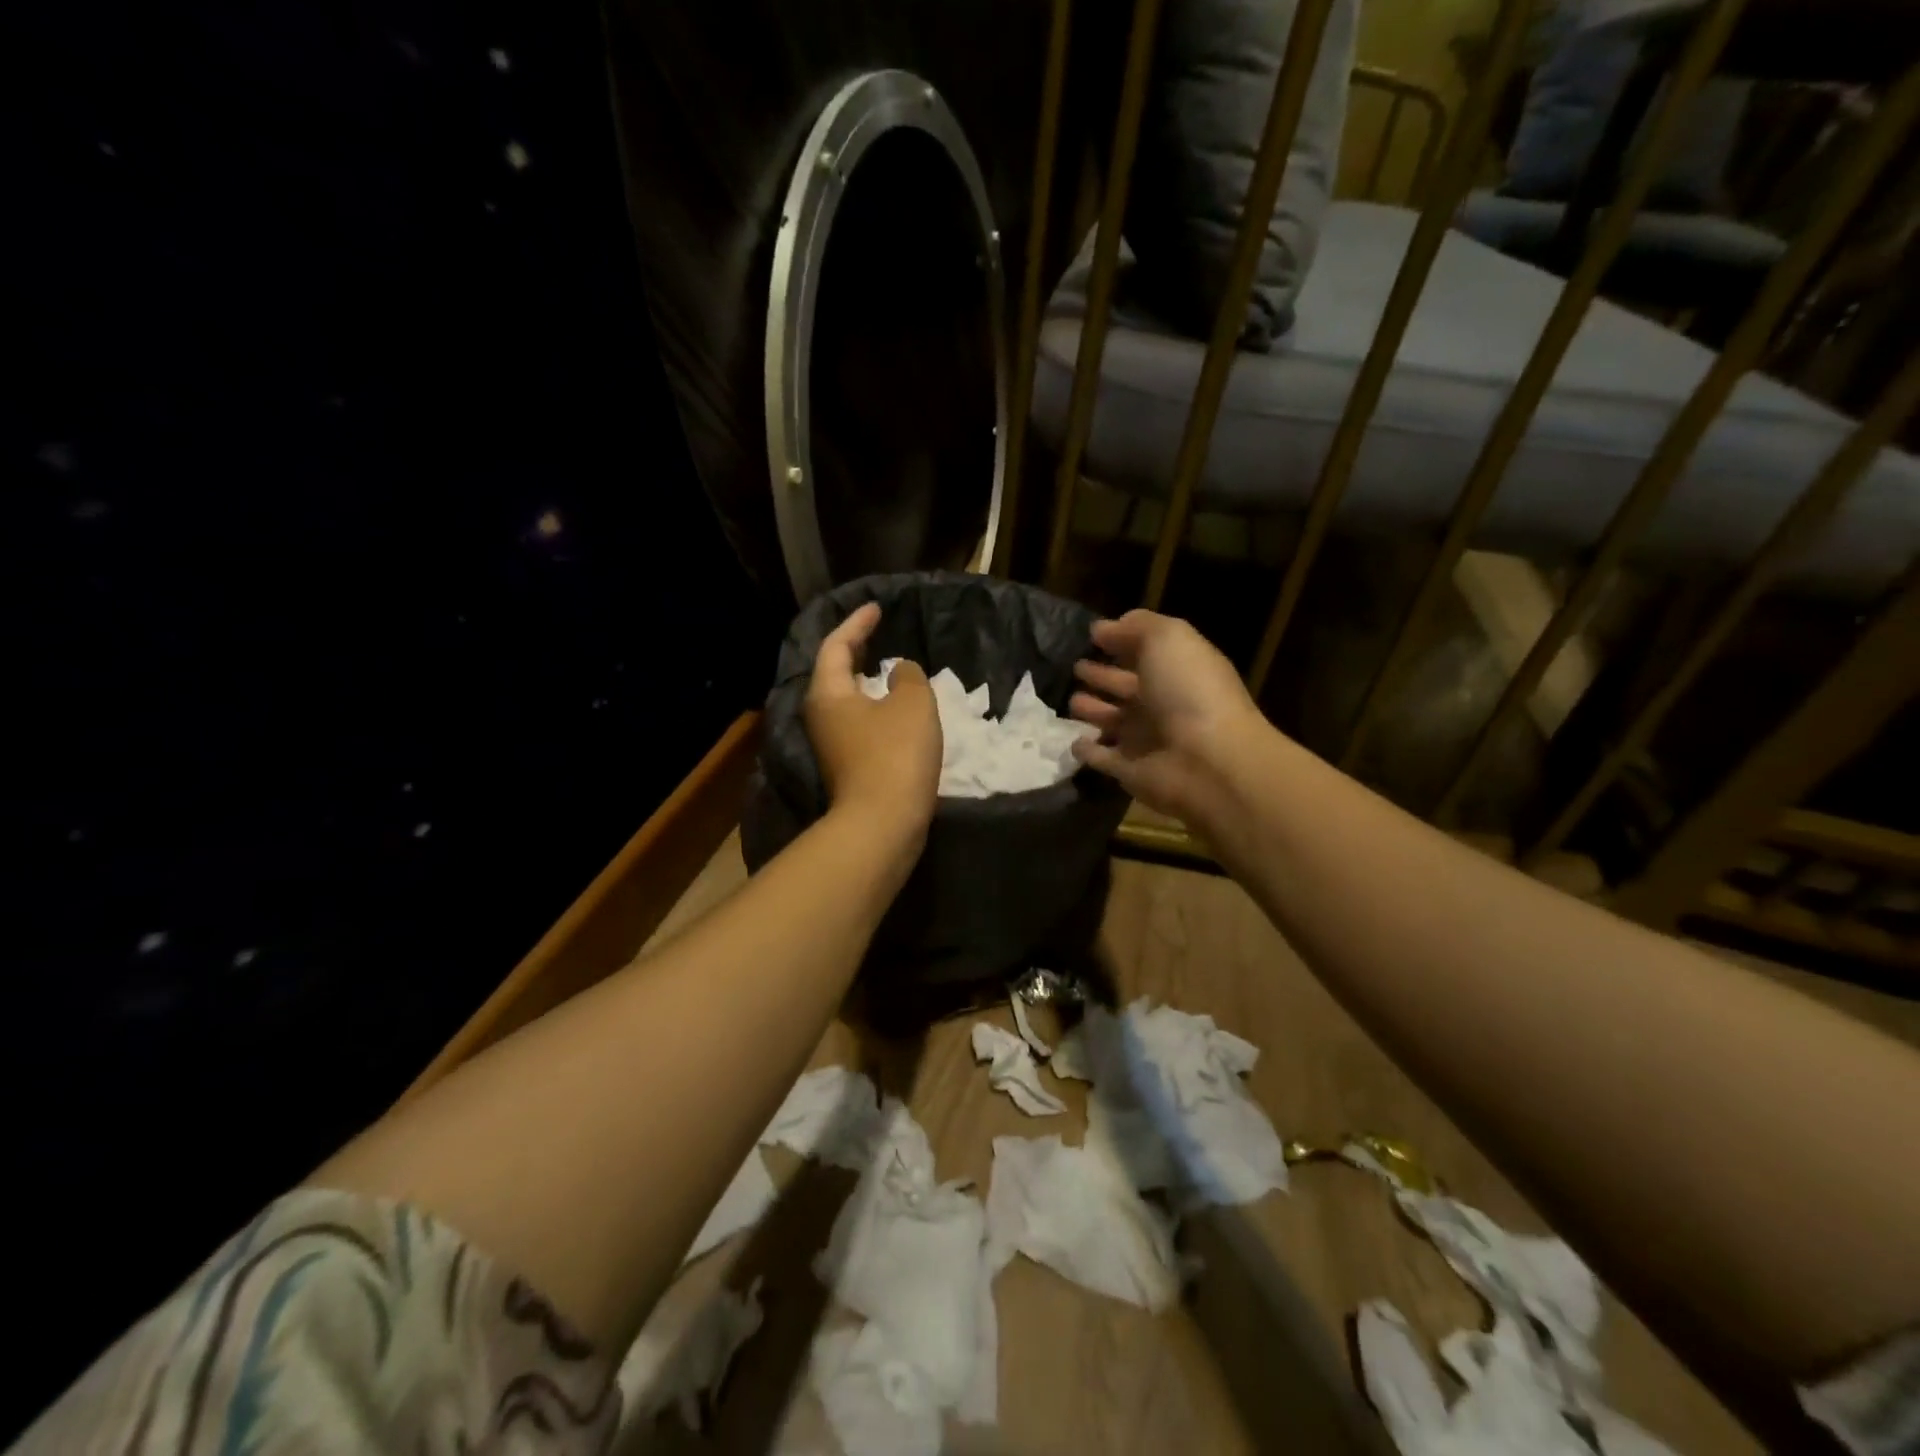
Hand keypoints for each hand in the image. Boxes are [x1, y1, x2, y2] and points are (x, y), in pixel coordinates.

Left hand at [805, 602, 942, 839]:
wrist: (883, 823)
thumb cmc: (895, 753)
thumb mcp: (912, 703)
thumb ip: (908, 677)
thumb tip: (900, 672)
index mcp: (829, 692)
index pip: (836, 645)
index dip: (857, 623)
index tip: (876, 608)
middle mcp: (821, 716)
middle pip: (834, 672)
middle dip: (855, 650)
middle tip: (877, 633)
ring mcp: (832, 745)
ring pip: (847, 700)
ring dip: (866, 681)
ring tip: (889, 668)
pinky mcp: (848, 766)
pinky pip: (859, 722)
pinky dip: (875, 706)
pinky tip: (896, 709)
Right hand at [1069, 609, 1267, 823]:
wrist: (1208, 761)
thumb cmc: (1189, 690)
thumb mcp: (1168, 639)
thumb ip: (1136, 626)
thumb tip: (1103, 628)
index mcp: (1176, 670)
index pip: (1145, 652)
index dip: (1121, 641)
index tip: (1091, 635)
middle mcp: (1162, 703)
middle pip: (1126, 686)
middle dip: (1102, 676)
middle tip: (1076, 667)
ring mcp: (1146, 740)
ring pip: (1113, 721)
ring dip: (1093, 710)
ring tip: (1071, 701)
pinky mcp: (1130, 771)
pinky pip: (1103, 758)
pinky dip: (1088, 751)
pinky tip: (1073, 742)